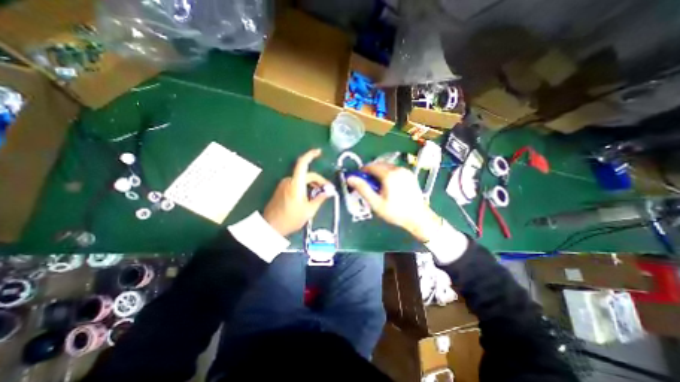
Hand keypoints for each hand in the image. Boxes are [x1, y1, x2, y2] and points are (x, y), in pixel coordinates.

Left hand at [262, 148, 332, 235]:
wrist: (271, 227)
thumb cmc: (291, 219)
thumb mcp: (309, 210)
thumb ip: (320, 198)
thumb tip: (330, 191)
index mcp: (296, 184)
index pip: (303, 164)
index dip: (311, 155)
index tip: (319, 152)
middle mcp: (289, 181)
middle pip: (306, 174)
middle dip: (318, 180)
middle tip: (327, 190)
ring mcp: (284, 185)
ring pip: (302, 180)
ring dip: (312, 184)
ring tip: (319, 195)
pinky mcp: (281, 190)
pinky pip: (296, 184)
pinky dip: (305, 187)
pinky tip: (309, 197)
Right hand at [348, 162, 444, 241]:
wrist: (418, 217)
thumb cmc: (395, 212)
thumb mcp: (376, 203)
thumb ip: (363, 189)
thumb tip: (350, 178)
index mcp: (389, 175)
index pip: (371, 166)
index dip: (362, 171)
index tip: (358, 179)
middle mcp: (398, 169)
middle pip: (379, 164)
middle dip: (370, 171)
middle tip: (367, 184)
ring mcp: (405, 171)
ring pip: (387, 166)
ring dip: (379, 172)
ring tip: (377, 186)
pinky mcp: (410, 175)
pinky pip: (394, 169)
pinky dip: (387, 173)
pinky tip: (387, 185)